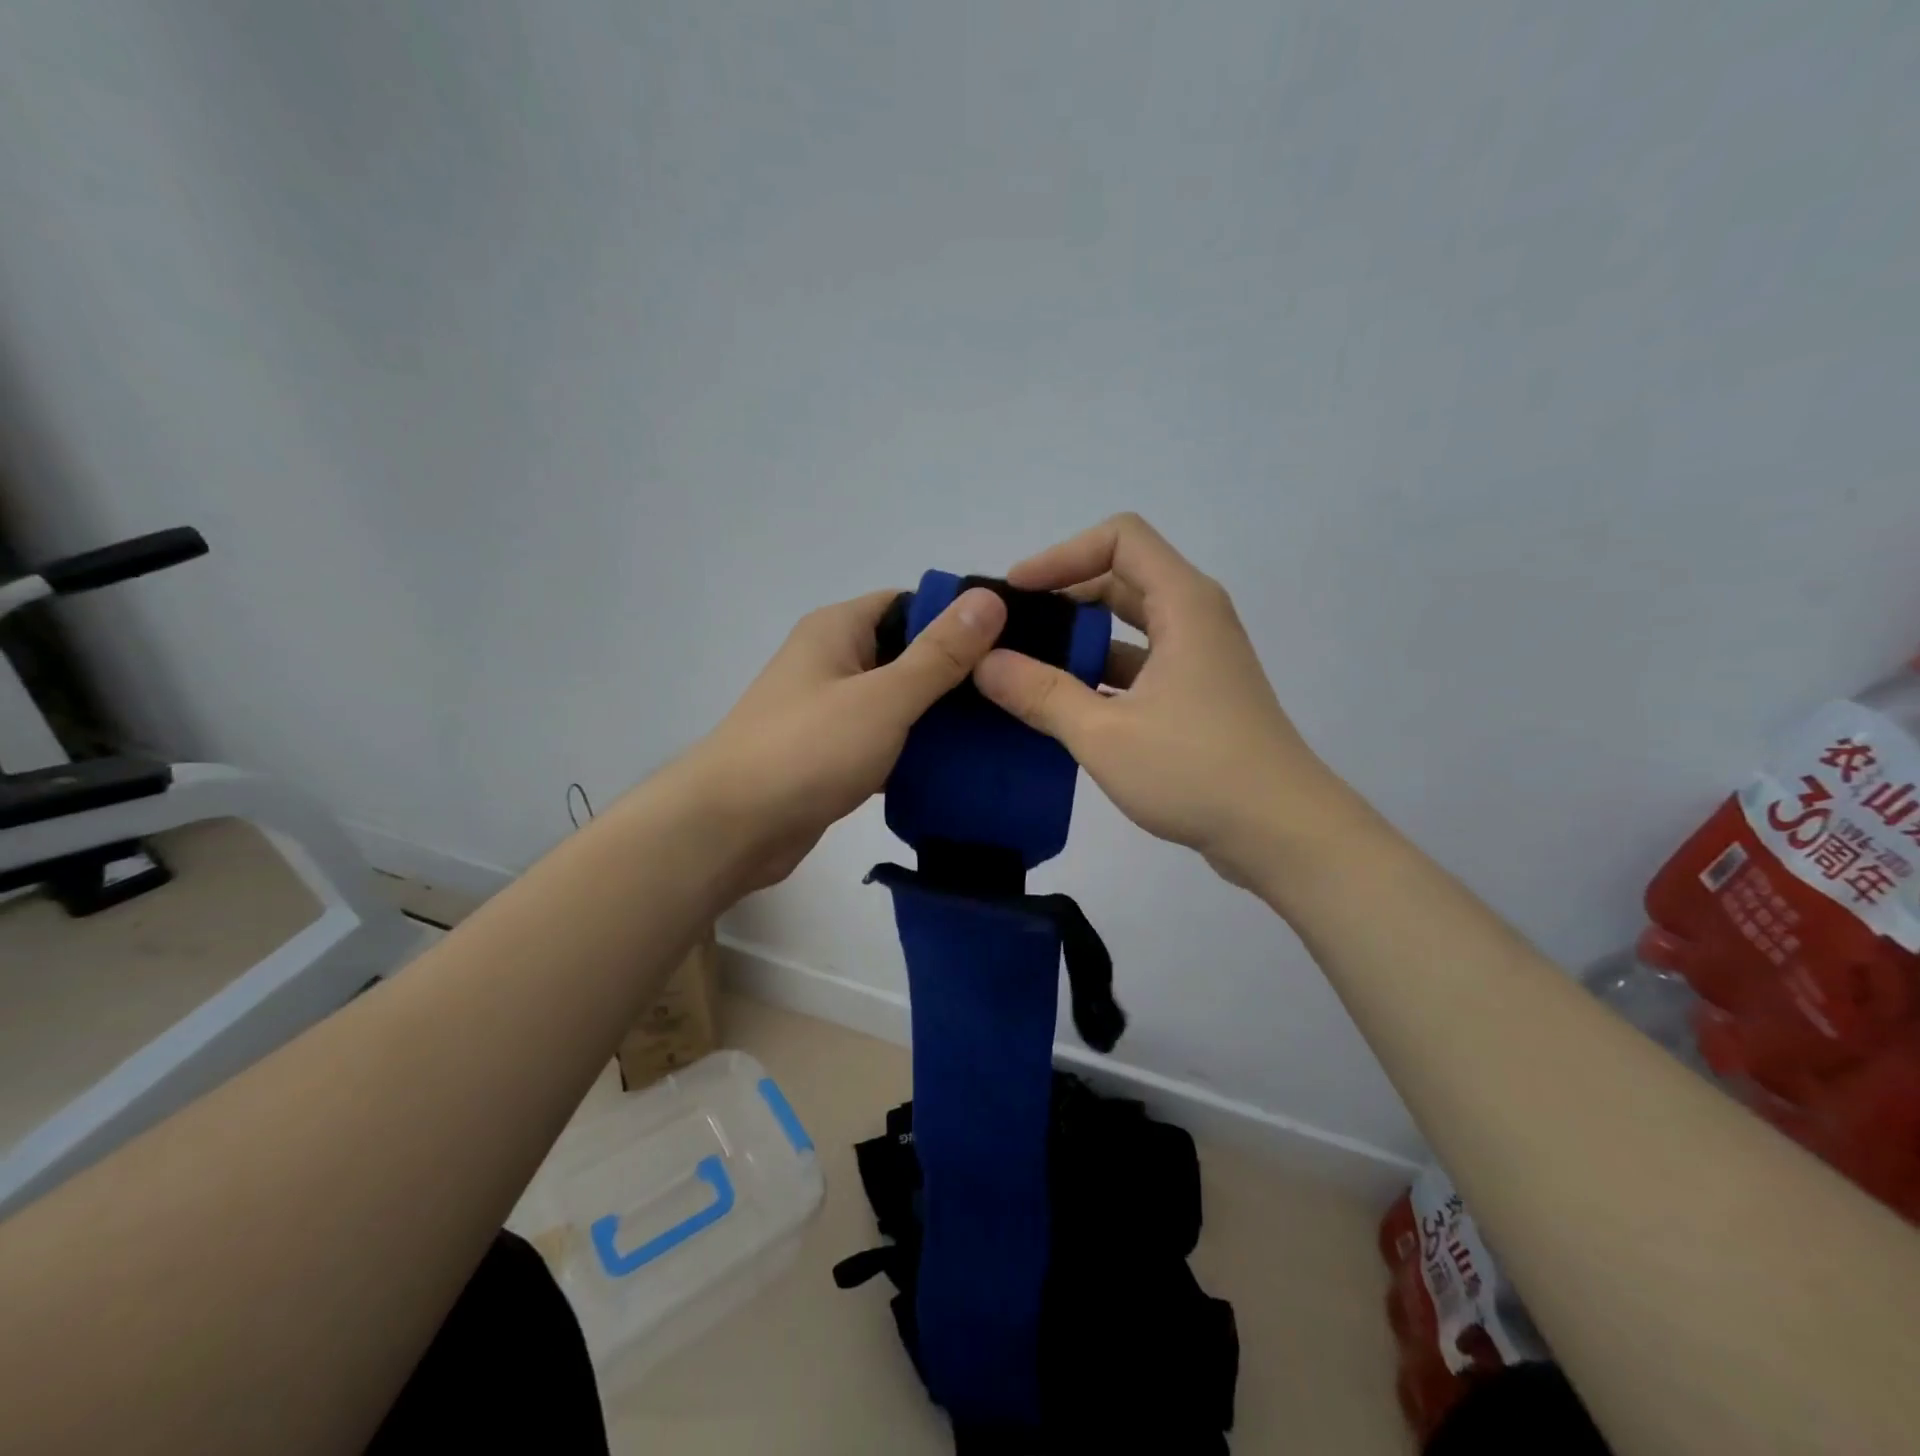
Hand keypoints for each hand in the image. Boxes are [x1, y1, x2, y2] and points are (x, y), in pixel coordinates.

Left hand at [675, 585, 1008, 895]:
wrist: (731, 829)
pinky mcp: (831, 755)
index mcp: (838, 629)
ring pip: (899, 702)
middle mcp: (832, 661)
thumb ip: (939, 654)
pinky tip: (960, 767)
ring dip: (939, 717)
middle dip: (957, 673)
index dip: (959, 618)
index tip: (1011, 643)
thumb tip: (989, 599)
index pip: (911, 604)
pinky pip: (885, 740)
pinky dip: (915, 751)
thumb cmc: (807, 750)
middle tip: (1015, 693)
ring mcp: (830, 710)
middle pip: (908, 654)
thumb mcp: (883, 697)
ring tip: (1001, 731)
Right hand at [973, 514, 1363, 888]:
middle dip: (1063, 600)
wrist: (1281, 832)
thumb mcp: (1104, 733)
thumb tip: (984, 662)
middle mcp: (1194, 619)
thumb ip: (1040, 694)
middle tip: (1010, 633)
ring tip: (1021, 671)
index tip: (1016, 593)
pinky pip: (1138, 667)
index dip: (1062, 555)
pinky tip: (1059, 709)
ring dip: (1078, 643)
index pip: (1119, 539)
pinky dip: (1098, 677)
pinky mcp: (1197, 696)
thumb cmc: (1195, 770)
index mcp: (1183, 604)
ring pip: (1128, 629)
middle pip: (1121, 580)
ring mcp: (1198, 660)